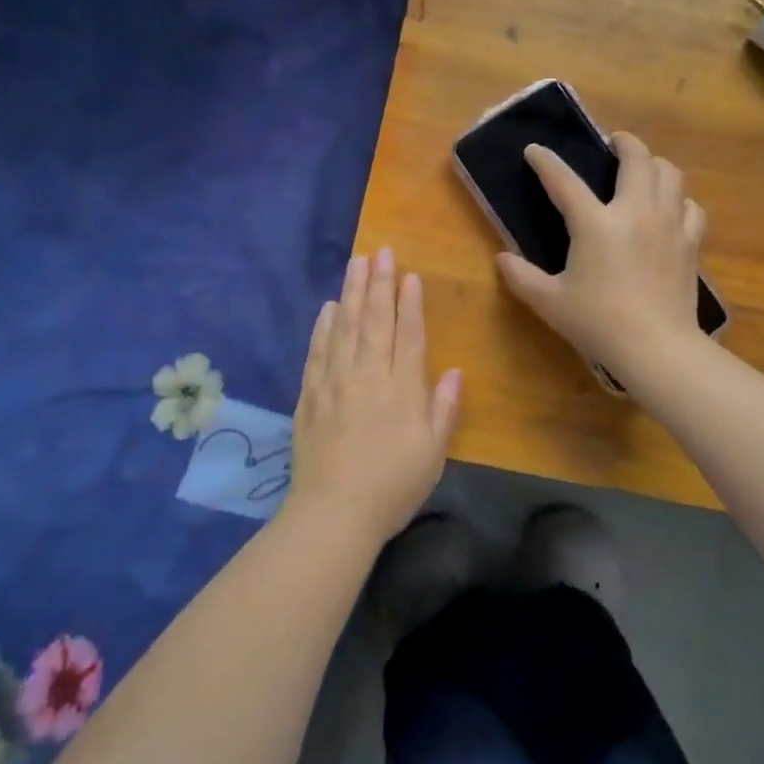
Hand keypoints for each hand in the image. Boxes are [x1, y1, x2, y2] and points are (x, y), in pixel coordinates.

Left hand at [289, 248, 461, 541]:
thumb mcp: (433, 453)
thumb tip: (453, 372)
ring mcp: (335, 382)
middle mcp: (368, 375)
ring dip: (351, 293)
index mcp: (402, 388)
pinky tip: (327, 308)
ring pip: (344, 328)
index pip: (408, 334)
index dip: (409, 303)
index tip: (409, 274)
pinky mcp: (310, 396)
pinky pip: (317, 352)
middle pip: (374, 320)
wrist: (334, 513)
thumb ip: (443, 409)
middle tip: (381, 251)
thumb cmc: (393, 486)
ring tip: (356, 263)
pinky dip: (323, 327)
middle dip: (379, 283)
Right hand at [496, 132, 706, 376]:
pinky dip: (679, 201)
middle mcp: (635, 212)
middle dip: (624, 142)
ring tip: (642, 171)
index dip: (545, 162)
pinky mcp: (690, 243)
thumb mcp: (549, 302)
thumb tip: (501, 259)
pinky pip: (690, 207)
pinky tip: (671, 210)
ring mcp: (668, 224)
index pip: (564, 181)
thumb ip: (521, 277)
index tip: (534, 150)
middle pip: (637, 158)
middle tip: (613, 143)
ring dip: (654, 165)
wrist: (656, 347)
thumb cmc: (598, 323)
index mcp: (595, 223)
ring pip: (670, 174)